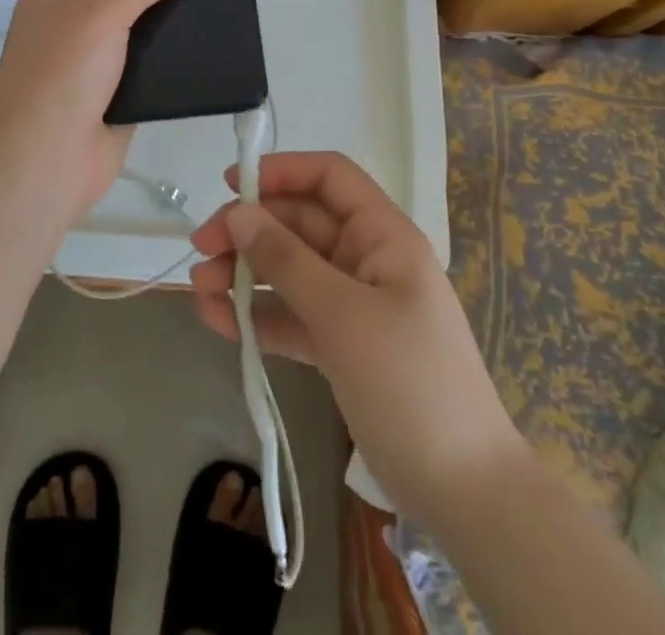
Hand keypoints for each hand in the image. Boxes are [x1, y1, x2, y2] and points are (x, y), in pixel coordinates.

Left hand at [0, 0, 204, 216]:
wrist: (43, 165)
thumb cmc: (58, 75)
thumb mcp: (100, 12)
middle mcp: (71, 21)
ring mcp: (95, 60)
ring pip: (138, 25)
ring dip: (170, 12)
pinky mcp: (120, 94)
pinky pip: (152, 65)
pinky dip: (176, 54)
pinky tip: (212, 37)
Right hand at [188, 152, 519, 523]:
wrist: (464, 493)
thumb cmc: (410, 383)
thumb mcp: (344, 316)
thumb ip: (287, 261)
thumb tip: (239, 213)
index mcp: (383, 236)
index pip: (330, 178)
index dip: (282, 171)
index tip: (231, 185)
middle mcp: (366, 260)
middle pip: (299, 223)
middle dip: (249, 230)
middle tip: (201, 248)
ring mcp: (353, 304)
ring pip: (289, 270)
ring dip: (244, 274)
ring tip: (200, 290)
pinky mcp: (340, 346)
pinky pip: (291, 315)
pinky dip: (257, 316)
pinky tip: (218, 321)